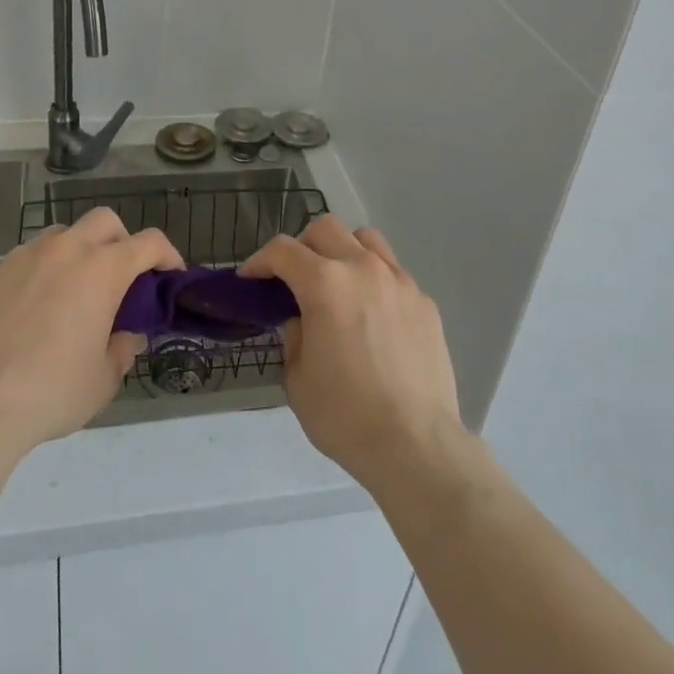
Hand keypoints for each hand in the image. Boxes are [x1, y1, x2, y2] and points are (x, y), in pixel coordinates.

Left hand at [0, 208, 181, 459]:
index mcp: (101, 269)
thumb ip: (122, 349)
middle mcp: (65, 250)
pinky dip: (39, 274)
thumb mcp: (103, 380)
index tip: (170, 273)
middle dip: (121, 240)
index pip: (148, 242)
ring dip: (77, 252)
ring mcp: (22, 258)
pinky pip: (24, 261)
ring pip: (61, 235)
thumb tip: (126, 335)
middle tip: (121, 277)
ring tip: (72, 292)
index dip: (167, 254)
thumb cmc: (51, 393)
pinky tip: (30, 311)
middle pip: (104, 221)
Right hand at [239, 216, 463, 490]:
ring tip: (336, 283)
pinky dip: (374, 280)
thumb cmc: (345, 415)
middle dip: (301, 246)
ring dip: (342, 250)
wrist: (416, 445)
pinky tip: (372, 316)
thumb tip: (302, 321)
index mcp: (325, 283)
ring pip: (365, 240)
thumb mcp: (297, 379)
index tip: (250, 279)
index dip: (259, 260)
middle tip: (292, 278)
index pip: (283, 250)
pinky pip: (393, 273)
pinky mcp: (424, 302)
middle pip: (325, 229)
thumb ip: (293, 337)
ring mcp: (399, 281)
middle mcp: (363, 268)